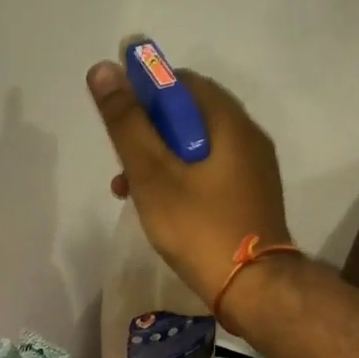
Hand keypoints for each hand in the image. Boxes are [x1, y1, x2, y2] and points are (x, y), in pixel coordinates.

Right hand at [87, 61, 292, 306]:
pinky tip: (158, 207)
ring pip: (196, 148)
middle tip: (121, 159)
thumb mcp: (153, 174)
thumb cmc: (200, 227)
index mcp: (229, 123)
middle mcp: (248, 139)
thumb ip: (127, 123)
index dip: (146, 90)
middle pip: (189, 116)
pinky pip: (210, 173)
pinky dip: (181, 179)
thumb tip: (103, 68)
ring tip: (127, 189)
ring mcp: (253, 171)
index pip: (183, 82)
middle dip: (148, 131)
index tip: (118, 115)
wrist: (254, 289)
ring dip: (159, 159)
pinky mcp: (250, 198)